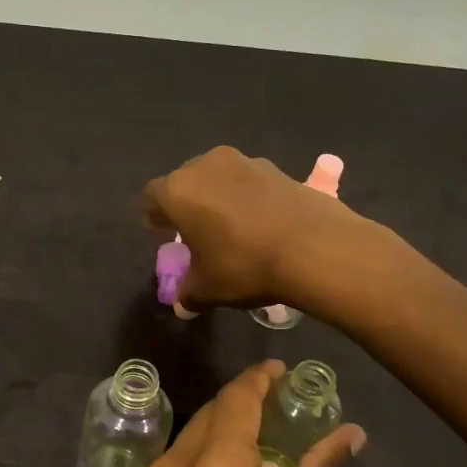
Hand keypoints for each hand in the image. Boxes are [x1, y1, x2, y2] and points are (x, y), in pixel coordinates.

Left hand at [124, 360, 366, 466]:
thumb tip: (349, 435)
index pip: (237, 401)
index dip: (259, 380)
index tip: (281, 370)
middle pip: (208, 418)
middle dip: (241, 406)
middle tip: (278, 409)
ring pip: (186, 443)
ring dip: (219, 436)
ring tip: (257, 448)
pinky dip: (198, 463)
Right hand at [143, 146, 362, 312]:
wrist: (315, 247)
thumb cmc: (244, 265)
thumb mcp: (208, 289)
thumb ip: (188, 293)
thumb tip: (183, 305)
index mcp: (178, 191)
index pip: (151, 197)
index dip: (154, 216)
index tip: (163, 234)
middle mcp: (206, 166)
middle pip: (185, 181)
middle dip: (186, 204)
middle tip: (195, 231)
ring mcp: (244, 161)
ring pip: (218, 177)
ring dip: (218, 197)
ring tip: (230, 227)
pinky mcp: (277, 167)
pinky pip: (248, 181)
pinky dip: (247, 197)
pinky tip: (260, 223)